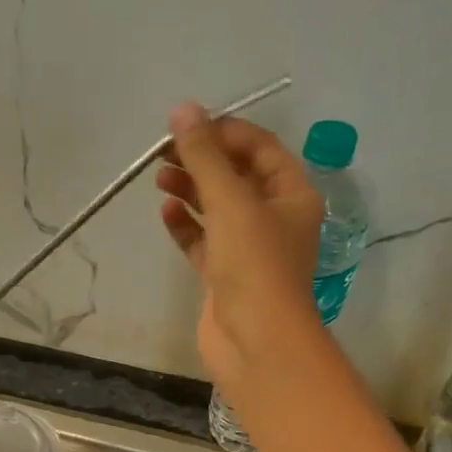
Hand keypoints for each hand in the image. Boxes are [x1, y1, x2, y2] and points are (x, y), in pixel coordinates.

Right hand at [156, 103, 324, 387]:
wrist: (256, 342)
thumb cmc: (254, 265)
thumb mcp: (230, 202)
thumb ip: (204, 156)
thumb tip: (183, 109)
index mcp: (292, 194)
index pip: (260, 148)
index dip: (225, 132)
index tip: (186, 126)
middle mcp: (274, 218)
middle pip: (236, 176)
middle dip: (202, 159)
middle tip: (164, 152)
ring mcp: (248, 249)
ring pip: (216, 208)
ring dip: (190, 188)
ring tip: (159, 177)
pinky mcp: (223, 275)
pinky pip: (202, 240)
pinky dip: (185, 225)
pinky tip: (165, 211)